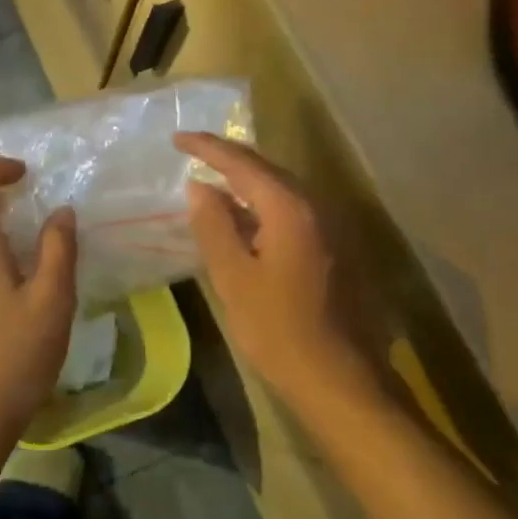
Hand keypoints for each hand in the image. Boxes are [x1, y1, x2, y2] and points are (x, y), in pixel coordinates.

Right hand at [175, 132, 385, 415]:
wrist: (341, 380)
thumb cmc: (278, 330)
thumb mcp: (233, 277)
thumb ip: (214, 225)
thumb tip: (199, 187)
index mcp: (289, 208)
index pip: (242, 163)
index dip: (207, 147)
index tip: (177, 138)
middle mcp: (316, 207)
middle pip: (267, 169)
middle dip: (228, 158)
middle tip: (193, 152)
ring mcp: (330, 228)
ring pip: (281, 190)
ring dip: (246, 181)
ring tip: (212, 180)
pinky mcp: (334, 250)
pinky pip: (291, 211)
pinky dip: (262, 205)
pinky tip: (243, 218)